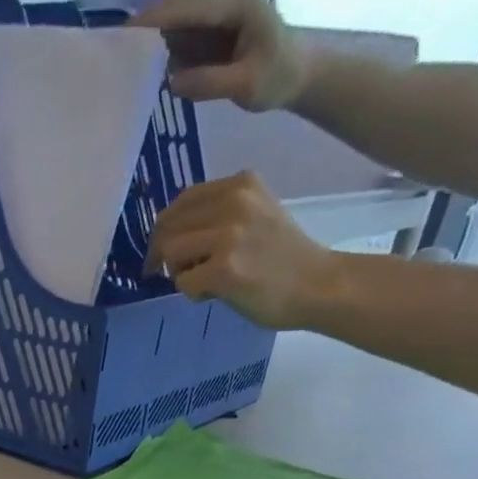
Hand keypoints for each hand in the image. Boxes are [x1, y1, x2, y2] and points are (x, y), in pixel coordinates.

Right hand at [131, 0, 311, 110]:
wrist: (294, 73)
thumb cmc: (276, 76)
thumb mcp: (246, 85)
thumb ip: (210, 82)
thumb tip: (172, 81)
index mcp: (236, 3)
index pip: (191, 7)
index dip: (159, 16)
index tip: (128, 30)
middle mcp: (222, 2)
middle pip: (178, 10)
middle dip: (149, 27)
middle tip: (117, 51)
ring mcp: (213, 18)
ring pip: (174, 26)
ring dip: (153, 45)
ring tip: (127, 68)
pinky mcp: (206, 35)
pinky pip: (179, 42)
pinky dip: (164, 55)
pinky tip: (149, 73)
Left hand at [146, 172, 335, 328]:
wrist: (316, 284)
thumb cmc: (283, 258)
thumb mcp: (255, 216)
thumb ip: (218, 216)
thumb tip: (171, 236)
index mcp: (240, 184)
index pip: (182, 201)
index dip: (164, 229)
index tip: (160, 252)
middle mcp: (234, 201)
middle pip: (169, 226)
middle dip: (162, 254)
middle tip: (165, 274)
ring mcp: (228, 235)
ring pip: (171, 252)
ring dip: (178, 272)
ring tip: (203, 282)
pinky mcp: (224, 269)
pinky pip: (183, 282)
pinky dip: (191, 293)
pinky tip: (213, 294)